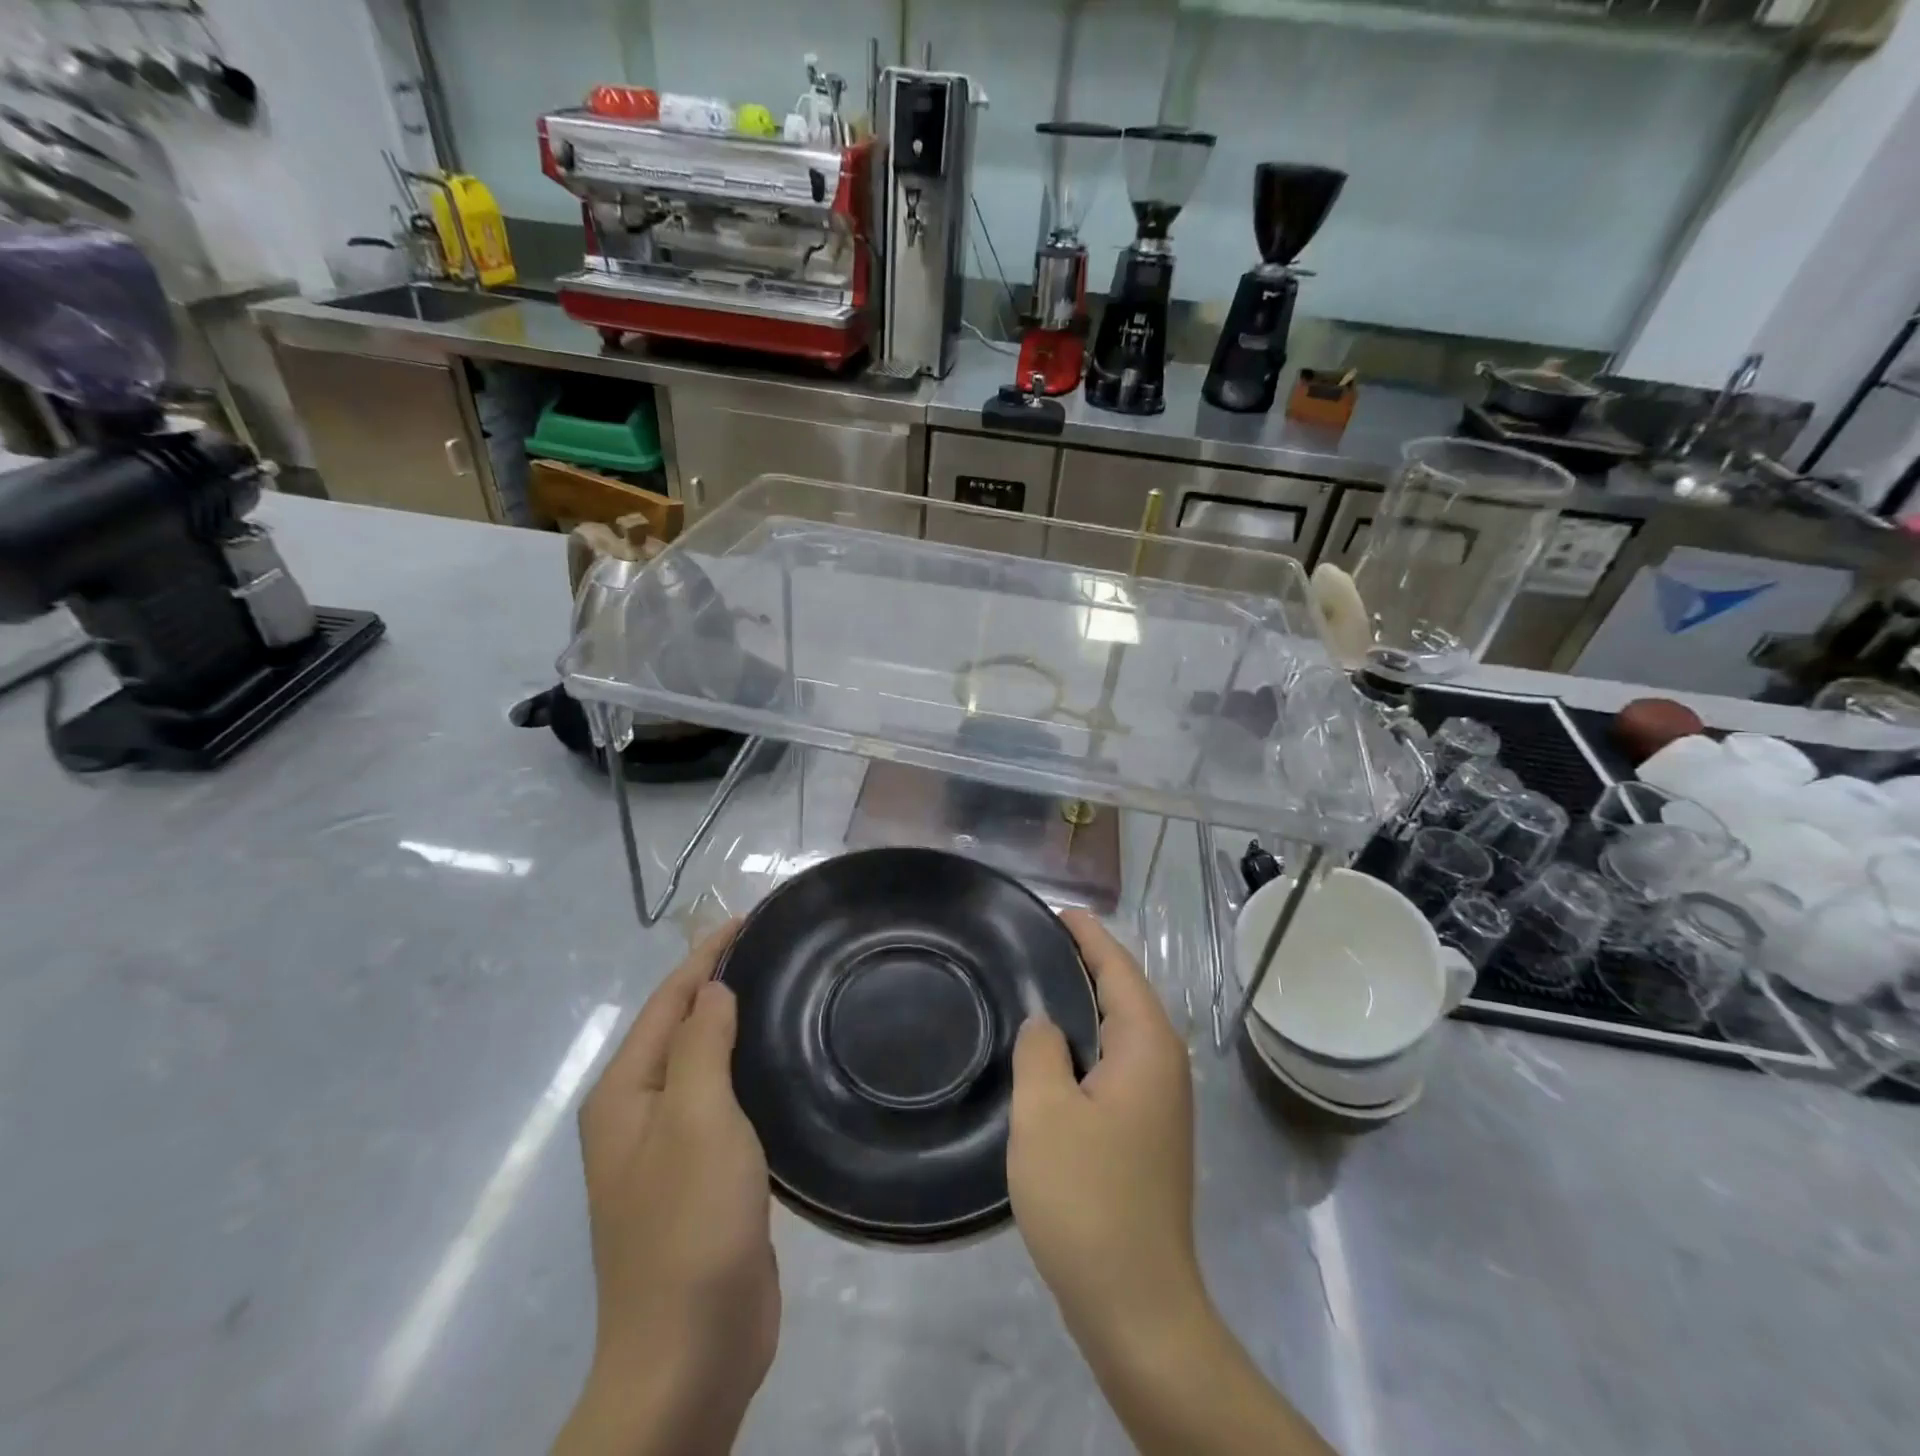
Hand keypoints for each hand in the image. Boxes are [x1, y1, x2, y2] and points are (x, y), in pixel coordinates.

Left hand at [555, 924, 776, 1455]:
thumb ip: (701, 1044)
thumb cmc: (689, 1224)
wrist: (690, 1353)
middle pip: (683, 1027)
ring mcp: (671, 1149)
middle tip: (778, 949)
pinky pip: (726, 1102)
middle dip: (721, 983)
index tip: (750, 918)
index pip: (669, 1001)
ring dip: (737, 1025)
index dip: (707, 955)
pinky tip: (782, 1062)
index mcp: (626, 1094)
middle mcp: (640, 1114)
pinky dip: (748, 1069)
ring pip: (707, 1064)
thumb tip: (712, 988)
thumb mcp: (698, 1119)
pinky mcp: (704, 1177)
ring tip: (785, 991)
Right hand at [1010, 915, 1337, 1455]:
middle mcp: (1164, 1064)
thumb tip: (1045, 1024)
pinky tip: (1053, 1051)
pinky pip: (1115, 1061)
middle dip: (1085, 962)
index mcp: (1147, 1046)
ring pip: (1120, 1030)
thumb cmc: (1088, 1198)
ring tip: (1037, 983)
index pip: (1118, 968)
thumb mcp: (1045, 1113)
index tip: (1055, 910)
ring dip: (1085, 1003)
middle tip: (1033, 942)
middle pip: (1124, 993)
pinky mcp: (1147, 1131)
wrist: (1138, 1305)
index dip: (1088, 935)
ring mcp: (1160, 1100)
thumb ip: (1040, 1049)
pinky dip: (1087, 1041)